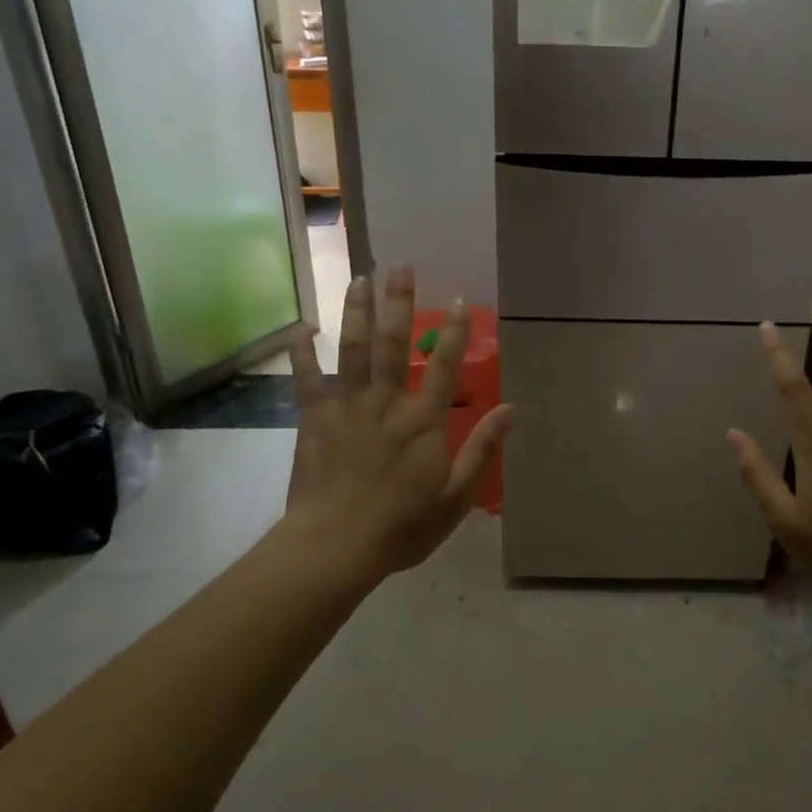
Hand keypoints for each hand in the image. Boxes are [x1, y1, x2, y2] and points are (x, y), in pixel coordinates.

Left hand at [286, 266, 511, 577]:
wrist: (336, 546)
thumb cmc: (402, 526)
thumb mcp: (456, 496)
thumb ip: (483, 449)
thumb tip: (510, 409)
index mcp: (423, 421)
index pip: (444, 366)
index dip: (455, 332)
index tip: (460, 299)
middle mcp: (386, 403)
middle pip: (394, 344)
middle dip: (399, 302)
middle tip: (400, 266)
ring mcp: (347, 407)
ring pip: (352, 350)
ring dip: (356, 312)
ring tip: (359, 278)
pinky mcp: (314, 419)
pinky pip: (307, 380)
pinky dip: (302, 354)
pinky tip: (300, 329)